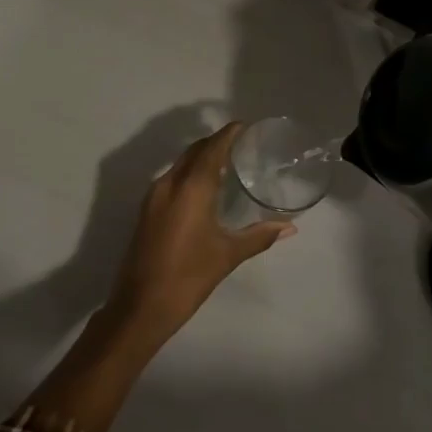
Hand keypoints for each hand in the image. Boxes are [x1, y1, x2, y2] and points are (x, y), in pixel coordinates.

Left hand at [109, 123, 295, 342]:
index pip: (212, 148)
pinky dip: (189, 173)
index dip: (228, 134)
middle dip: (215, 142)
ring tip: (226, 162)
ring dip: (201, 157)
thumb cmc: (189, 276)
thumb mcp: (228, 255)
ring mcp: (154, 196)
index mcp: (191, 188)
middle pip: (194, 151)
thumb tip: (290, 227)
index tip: (246, 127)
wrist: (141, 305)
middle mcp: (169, 183)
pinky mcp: (147, 210)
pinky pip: (172, 179)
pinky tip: (204, 188)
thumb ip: (259, 236)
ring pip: (180, 164)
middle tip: (241, 144)